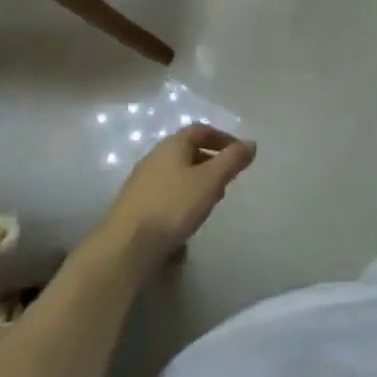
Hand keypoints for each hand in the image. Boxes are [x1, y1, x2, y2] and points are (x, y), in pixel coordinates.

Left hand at [96, 125, 256, 278]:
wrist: (126, 247)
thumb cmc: (173, 206)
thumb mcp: (210, 181)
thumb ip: (232, 160)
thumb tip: (250, 143)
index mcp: (172, 145)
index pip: (200, 130)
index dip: (222, 138)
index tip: (240, 154)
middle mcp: (154, 157)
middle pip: (187, 151)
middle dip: (210, 161)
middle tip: (228, 179)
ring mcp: (141, 182)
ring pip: (176, 173)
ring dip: (196, 181)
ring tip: (211, 201)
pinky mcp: (135, 206)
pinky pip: (165, 193)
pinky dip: (182, 198)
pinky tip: (187, 219)